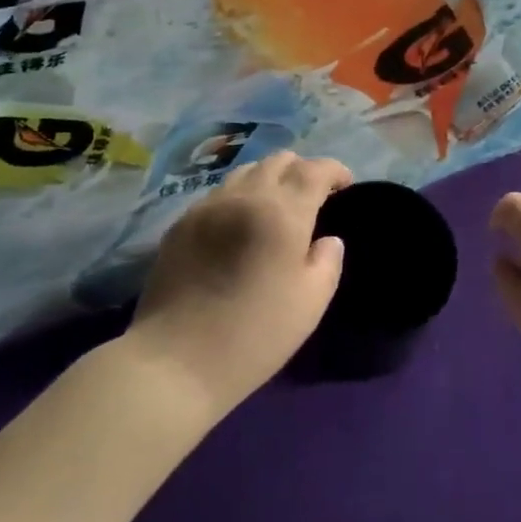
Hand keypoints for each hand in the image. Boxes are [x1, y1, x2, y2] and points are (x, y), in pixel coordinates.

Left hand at [127, 151, 348, 416]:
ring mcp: (208, 206)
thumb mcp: (311, 303)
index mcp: (282, 212)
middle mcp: (245, 196)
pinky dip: (239, 196)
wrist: (175, 361)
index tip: (344, 186)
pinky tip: (239, 225)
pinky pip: (219, 193)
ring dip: (268, 179)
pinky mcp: (182, 222)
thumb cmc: (254, 335)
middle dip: (302, 170)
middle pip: (279, 160)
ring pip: (246, 170)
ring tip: (274, 207)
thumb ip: (328, 261)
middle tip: (311, 198)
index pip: (315, 169)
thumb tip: (328, 239)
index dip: (335, 170)